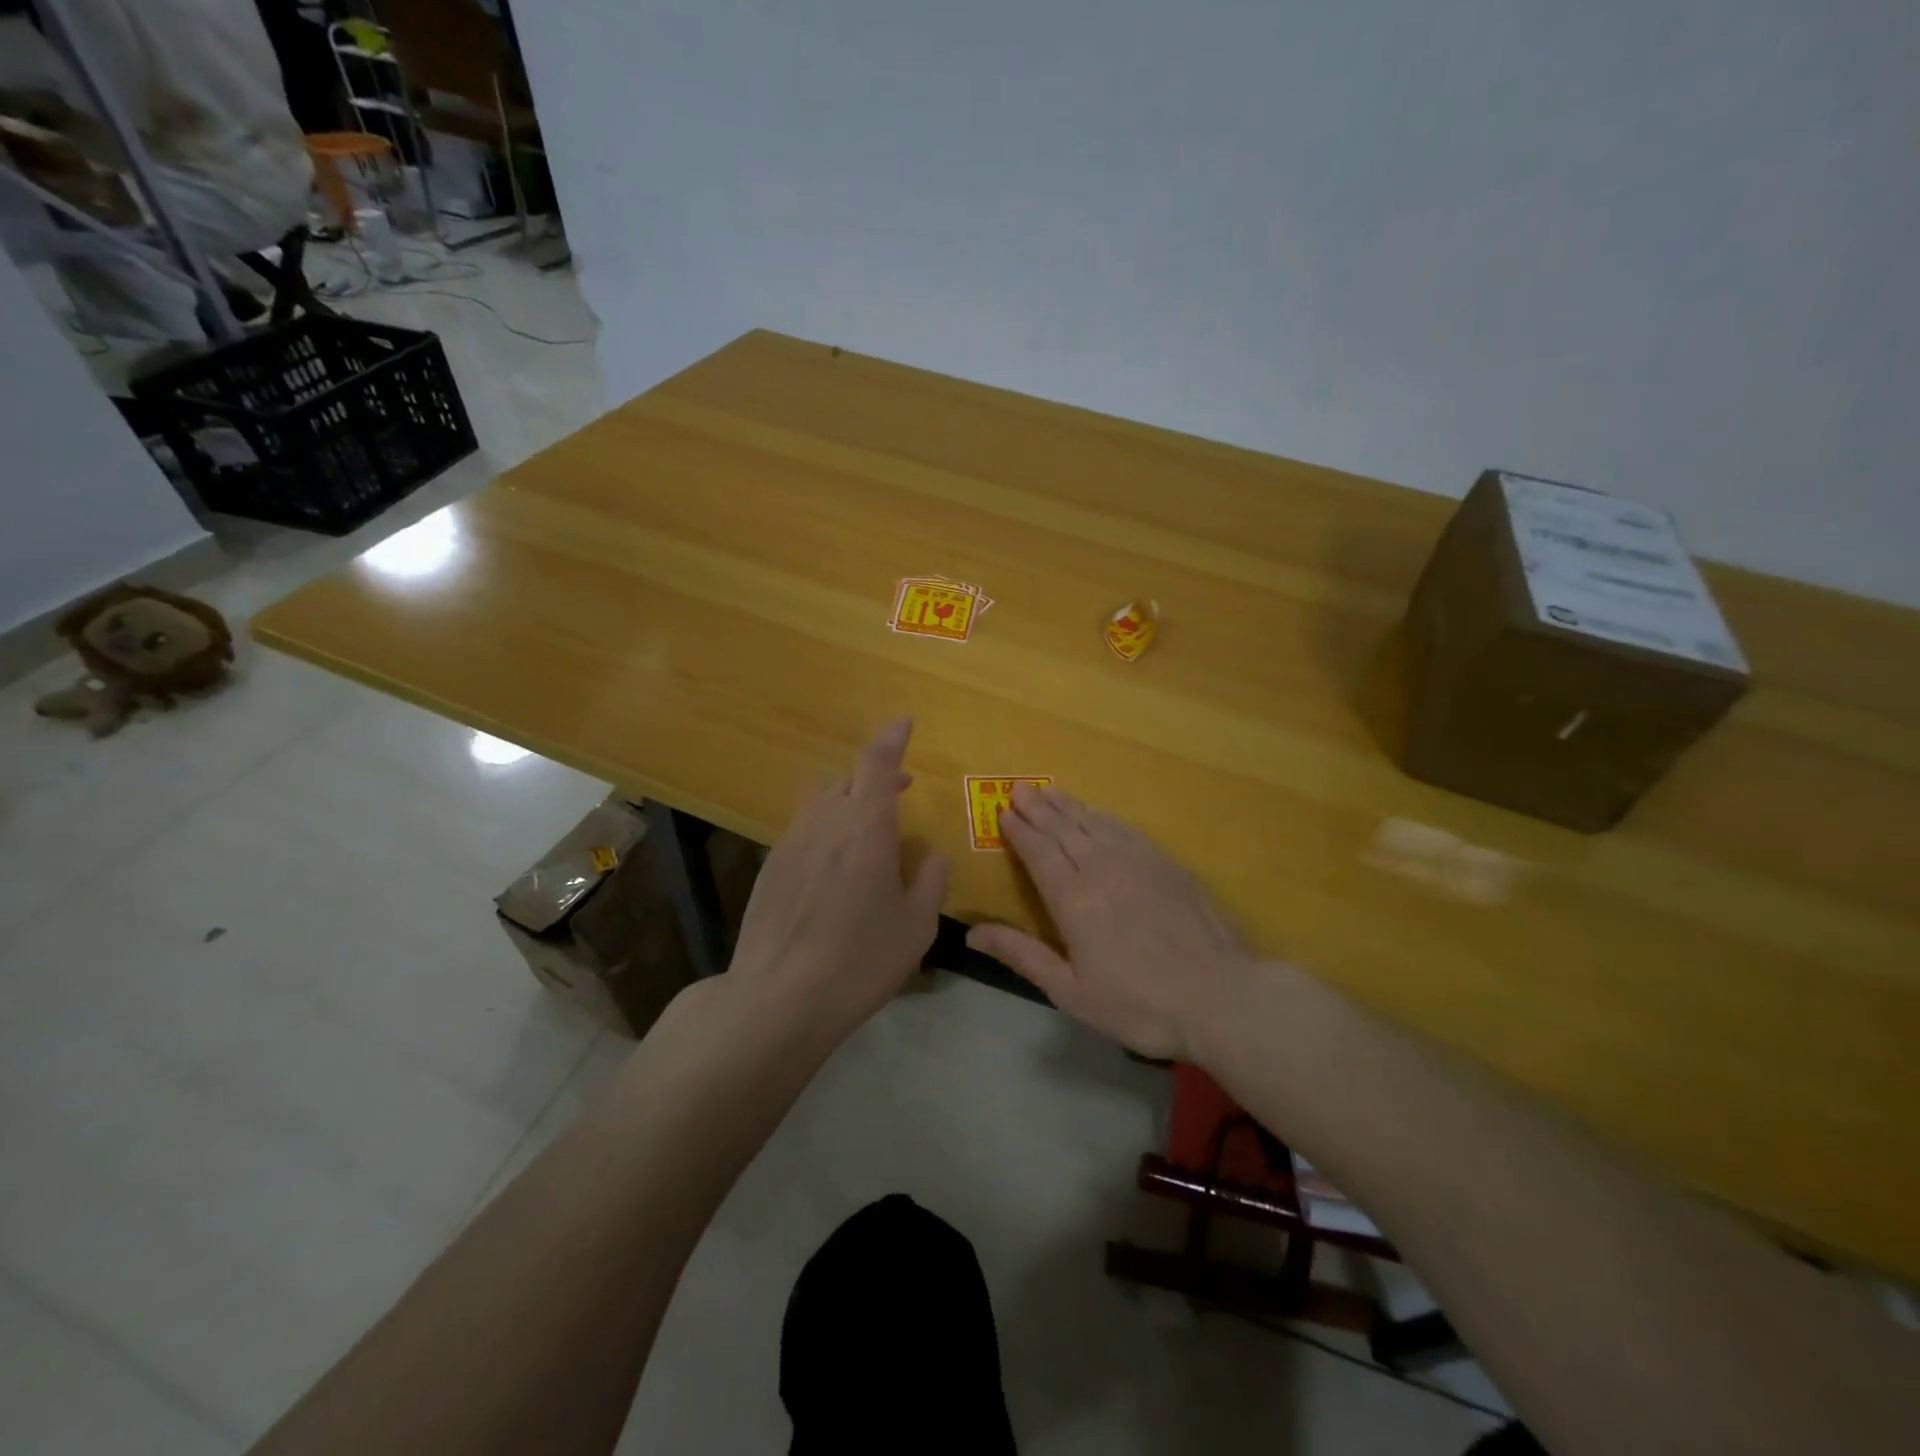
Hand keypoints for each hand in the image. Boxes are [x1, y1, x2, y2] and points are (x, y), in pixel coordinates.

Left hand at [726, 718, 948, 1048]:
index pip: (877, 763)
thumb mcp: (916, 927)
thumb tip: (931, 854)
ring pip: (821, 801)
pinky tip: (834, 866)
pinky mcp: (770, 866)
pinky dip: (825, 828)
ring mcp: (791, 842)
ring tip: (867, 829)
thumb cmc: (860, 960)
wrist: (778, 998)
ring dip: (848, 800)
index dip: (892, 738)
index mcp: (864, 827)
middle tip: (899, 790)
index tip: (903, 721)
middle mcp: (824, 822)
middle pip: (847, 779)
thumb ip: (930, 880)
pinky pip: (804, 829)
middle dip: (875, 776)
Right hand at [966, 784, 1256, 1059]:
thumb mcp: (1071, 991)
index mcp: (1073, 898)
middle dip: (1038, 809)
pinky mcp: (1167, 864)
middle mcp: (1102, 868)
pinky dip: (1104, 817)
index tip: (1004, 812)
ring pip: (1094, 823)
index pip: (1039, 852)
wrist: (1221, 996)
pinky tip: (1097, 813)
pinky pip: (1126, 829)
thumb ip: (1022, 955)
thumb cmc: (1139, 1004)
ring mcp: (1139, 861)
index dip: (1020, 831)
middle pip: (1063, 830)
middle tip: (1019, 788)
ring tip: (1048, 791)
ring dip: (1068, 806)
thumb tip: (971, 933)